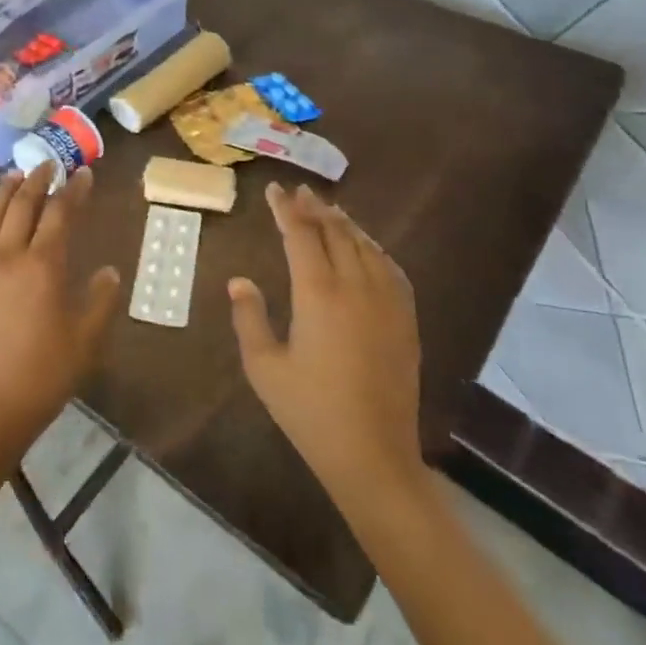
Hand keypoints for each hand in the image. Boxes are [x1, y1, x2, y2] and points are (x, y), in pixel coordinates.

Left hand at [0, 163, 120, 466]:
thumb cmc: (42, 376)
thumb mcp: (86, 341)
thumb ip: (100, 301)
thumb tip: (110, 271)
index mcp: (43, 266)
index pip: (60, 214)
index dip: (73, 191)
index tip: (83, 174)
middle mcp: (8, 256)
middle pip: (22, 206)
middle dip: (38, 181)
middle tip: (49, 165)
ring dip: (4, 191)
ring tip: (15, 175)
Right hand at [229, 184, 426, 513]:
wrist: (373, 455)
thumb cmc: (309, 411)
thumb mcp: (263, 366)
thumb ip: (249, 317)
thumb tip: (240, 281)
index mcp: (318, 294)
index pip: (300, 235)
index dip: (286, 209)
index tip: (274, 190)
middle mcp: (356, 287)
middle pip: (335, 232)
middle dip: (315, 208)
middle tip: (299, 192)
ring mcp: (386, 303)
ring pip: (365, 246)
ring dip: (345, 224)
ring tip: (329, 210)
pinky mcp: (405, 321)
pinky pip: (391, 270)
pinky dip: (374, 249)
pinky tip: (367, 248)